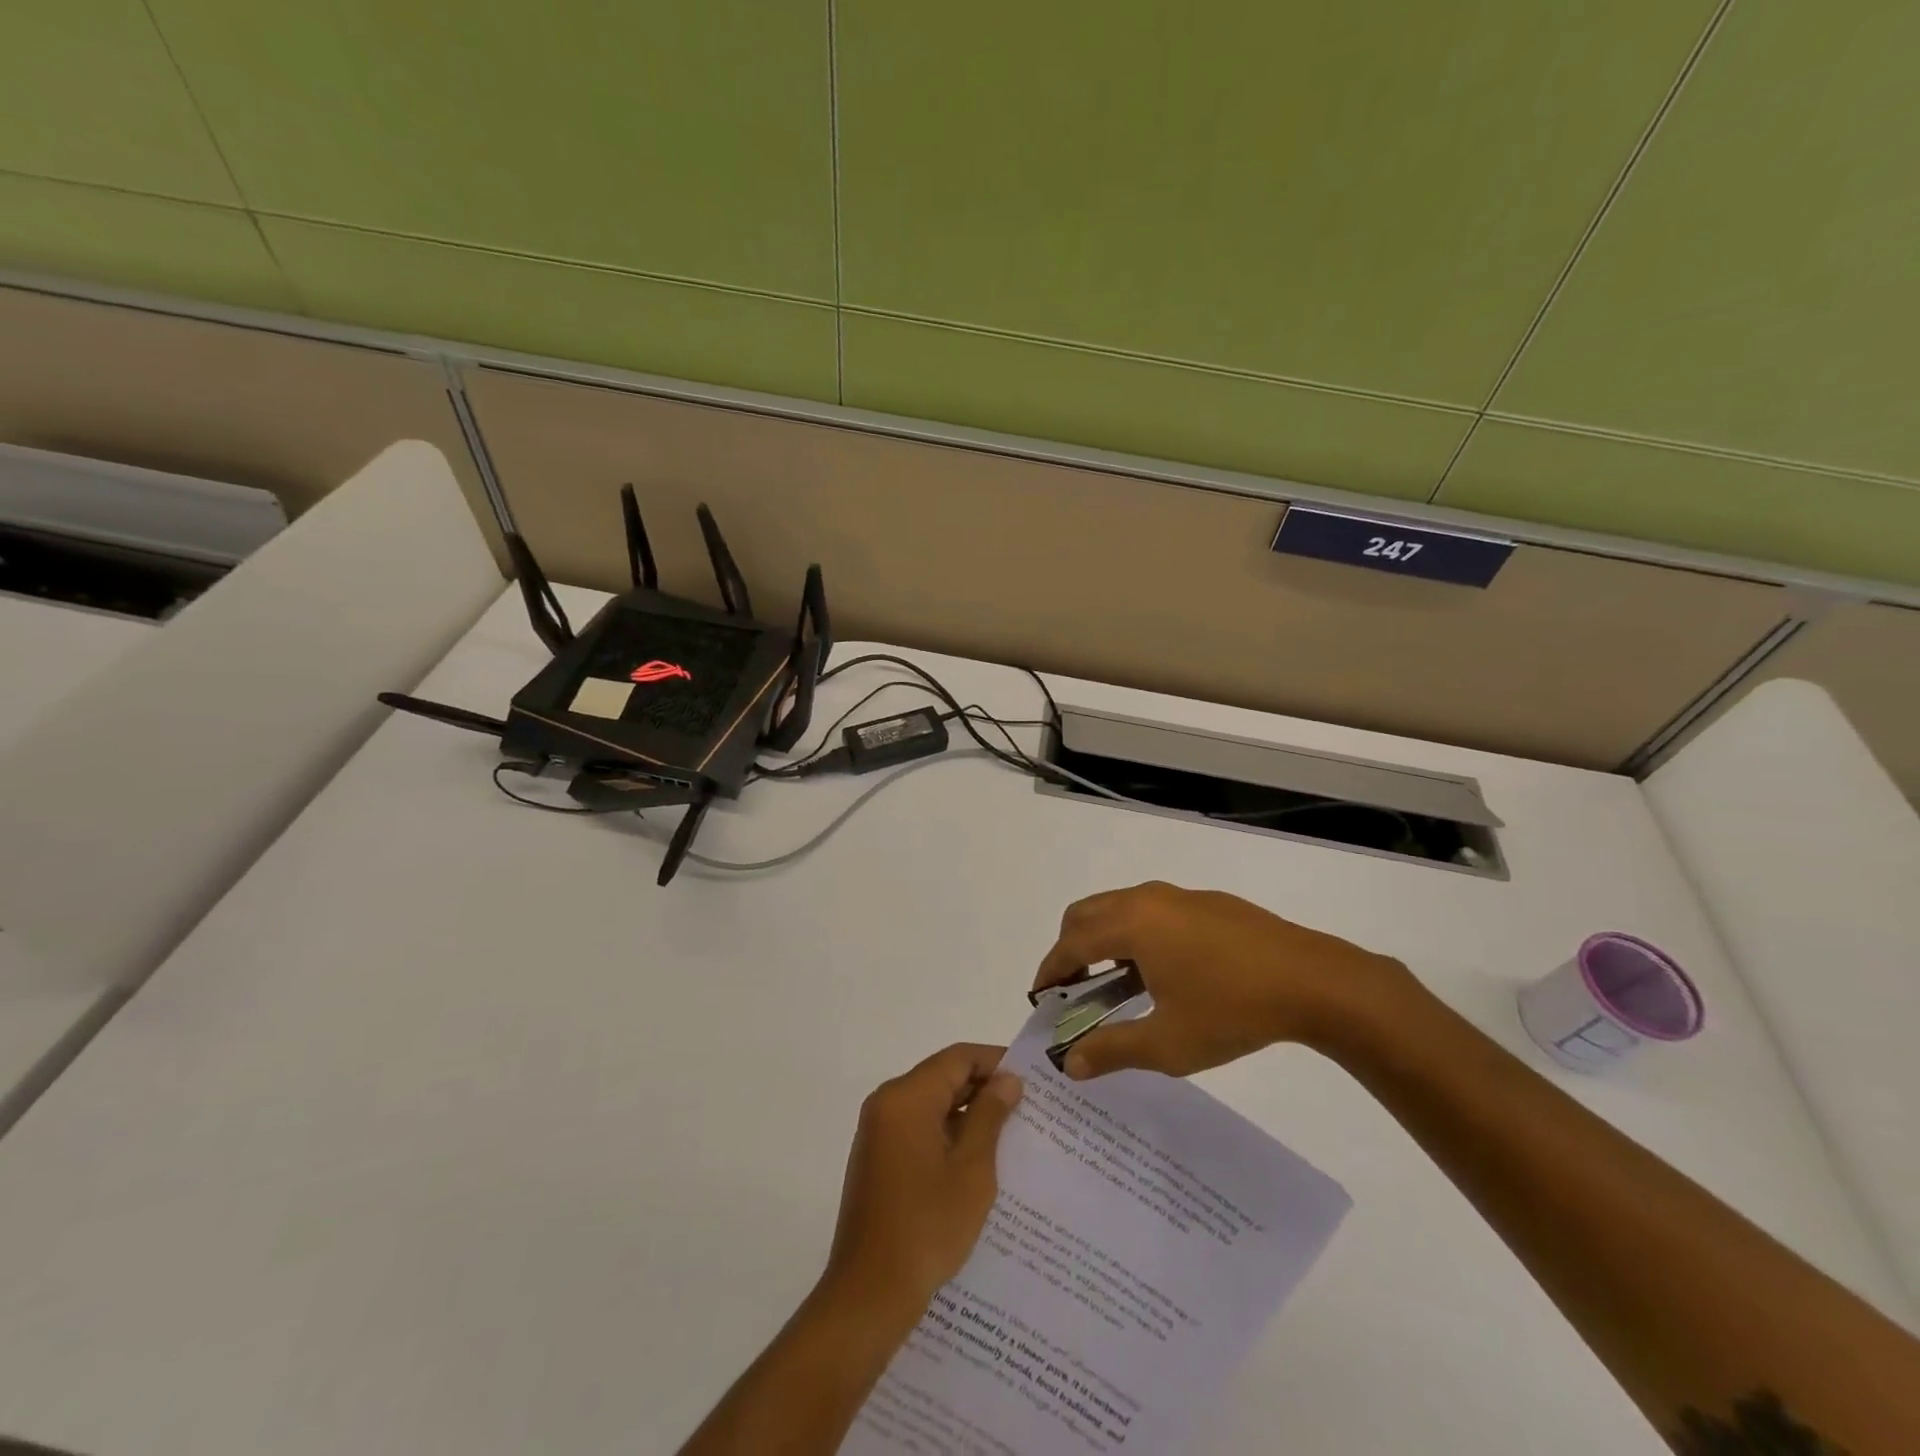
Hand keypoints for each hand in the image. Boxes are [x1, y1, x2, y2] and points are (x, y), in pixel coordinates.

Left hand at [821, 1044, 1023, 1323]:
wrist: (869, 1294)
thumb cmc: (926, 1227)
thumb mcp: (971, 1169)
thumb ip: (990, 1116)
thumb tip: (1008, 1080)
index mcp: (906, 1097)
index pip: (957, 1058)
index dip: (995, 1061)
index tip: (1031, 1078)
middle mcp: (887, 1103)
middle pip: (942, 1077)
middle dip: (983, 1088)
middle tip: (1027, 1107)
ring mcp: (878, 1131)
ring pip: (931, 1103)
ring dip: (967, 1113)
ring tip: (1010, 1133)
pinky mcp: (877, 1158)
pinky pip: (918, 1128)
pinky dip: (947, 1133)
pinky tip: (977, 1159)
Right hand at [1032, 881, 1414, 1079]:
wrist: (1314, 981)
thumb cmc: (1231, 1010)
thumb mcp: (1167, 1043)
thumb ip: (1112, 1050)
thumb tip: (1069, 1063)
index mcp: (1131, 924)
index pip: (1071, 942)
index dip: (1050, 970)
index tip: (1041, 997)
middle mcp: (1147, 899)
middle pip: (1087, 913)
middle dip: (1070, 948)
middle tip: (1073, 989)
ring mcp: (1180, 896)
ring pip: (1120, 907)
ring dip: (1104, 939)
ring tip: (1115, 985)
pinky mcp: (1208, 902)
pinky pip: (1152, 910)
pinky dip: (1135, 934)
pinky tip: (1162, 973)